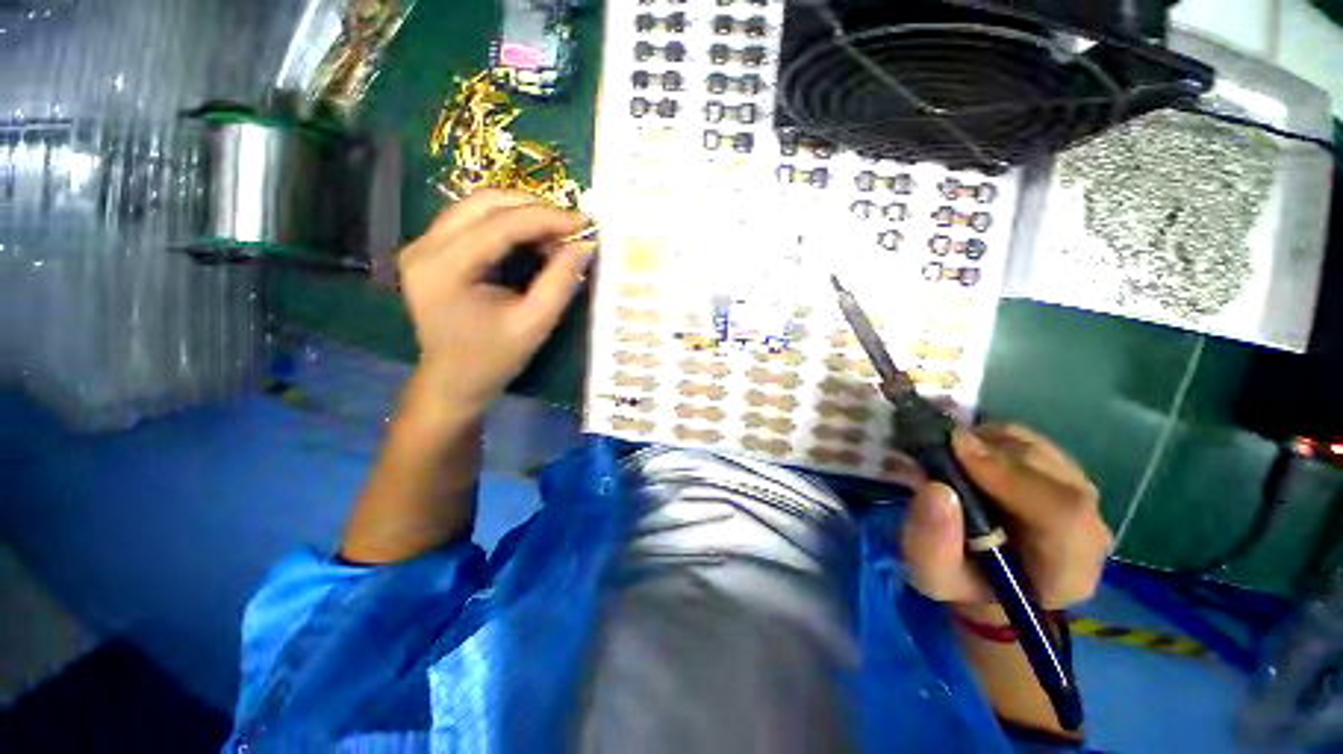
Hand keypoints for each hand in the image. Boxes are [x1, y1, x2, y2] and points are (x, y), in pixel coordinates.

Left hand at [398, 190, 591, 413]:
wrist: (453, 381)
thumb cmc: (494, 359)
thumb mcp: (534, 324)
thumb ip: (560, 281)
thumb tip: (585, 244)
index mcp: (444, 268)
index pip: (500, 224)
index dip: (546, 218)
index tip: (584, 222)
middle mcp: (424, 246)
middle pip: (484, 203)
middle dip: (535, 209)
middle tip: (572, 226)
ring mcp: (423, 244)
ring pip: (478, 206)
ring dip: (522, 213)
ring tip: (557, 234)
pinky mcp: (432, 249)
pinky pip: (474, 220)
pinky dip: (509, 224)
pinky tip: (533, 239)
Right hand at [901, 425, 1112, 618]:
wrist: (988, 578)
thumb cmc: (961, 581)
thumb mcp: (932, 575)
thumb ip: (932, 542)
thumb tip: (936, 488)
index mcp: (1068, 570)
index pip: (1063, 513)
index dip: (1010, 476)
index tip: (955, 450)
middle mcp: (1090, 528)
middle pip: (1048, 471)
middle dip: (985, 453)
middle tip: (935, 451)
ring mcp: (1081, 495)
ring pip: (1033, 449)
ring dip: (982, 444)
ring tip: (946, 460)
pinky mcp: (1063, 471)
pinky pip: (1026, 439)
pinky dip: (987, 437)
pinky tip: (964, 456)